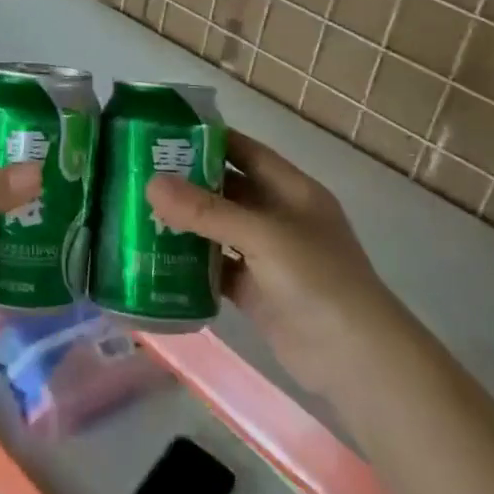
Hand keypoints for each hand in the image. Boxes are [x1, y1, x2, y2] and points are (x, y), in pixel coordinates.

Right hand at [146, 130, 401, 400]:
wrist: (356, 359)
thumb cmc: (318, 279)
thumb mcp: (263, 235)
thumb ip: (207, 211)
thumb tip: (152, 184)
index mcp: (290, 189)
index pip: (244, 151)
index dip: (208, 140)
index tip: (162, 134)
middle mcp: (278, 216)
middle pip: (226, 190)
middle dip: (187, 183)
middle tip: (138, 174)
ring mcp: (267, 255)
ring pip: (218, 230)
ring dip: (185, 223)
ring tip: (137, 213)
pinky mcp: (255, 291)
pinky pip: (216, 268)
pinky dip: (190, 264)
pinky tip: (156, 259)